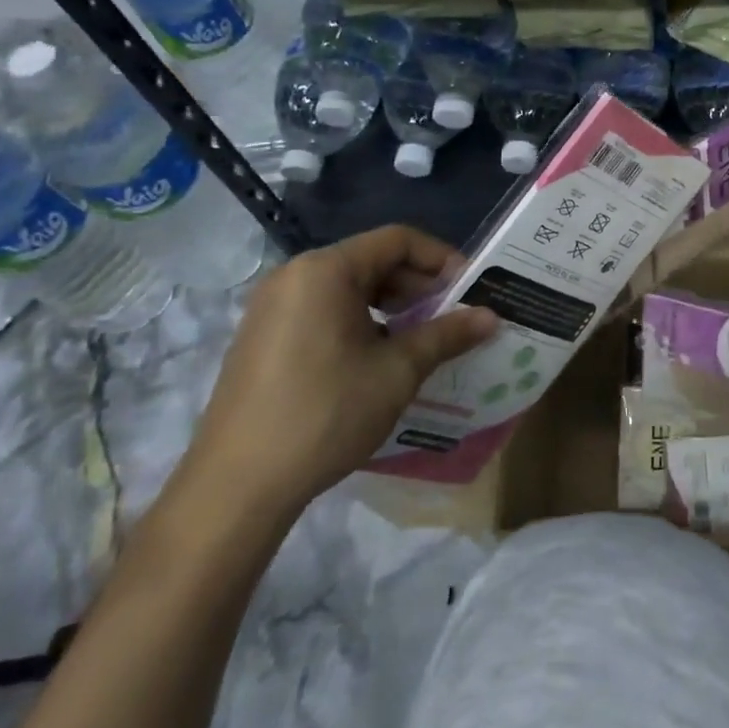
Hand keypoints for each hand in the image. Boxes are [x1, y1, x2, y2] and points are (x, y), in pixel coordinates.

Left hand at [182, 226, 497, 521]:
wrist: (236, 487)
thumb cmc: (325, 414)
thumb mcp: (397, 371)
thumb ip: (447, 334)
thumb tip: (492, 316)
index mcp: (325, 270)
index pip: (397, 240)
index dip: (441, 259)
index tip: (471, 290)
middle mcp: (294, 276)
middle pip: (372, 261)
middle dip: (419, 286)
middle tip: (453, 317)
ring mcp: (273, 307)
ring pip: (349, 288)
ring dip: (393, 306)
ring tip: (424, 339)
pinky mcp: (263, 337)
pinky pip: (324, 311)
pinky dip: (361, 322)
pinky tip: (380, 358)